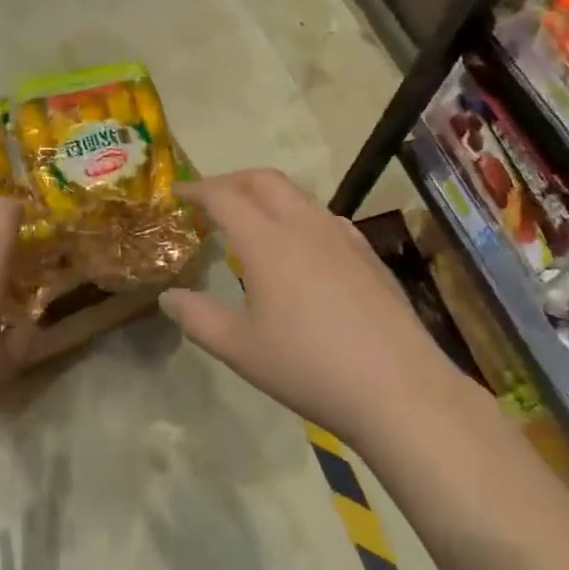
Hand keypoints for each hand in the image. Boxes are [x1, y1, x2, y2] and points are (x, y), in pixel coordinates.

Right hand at [159, 169, 434, 444]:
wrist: (399, 389)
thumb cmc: (309, 367)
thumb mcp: (240, 349)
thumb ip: (197, 318)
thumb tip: (168, 297)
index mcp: (266, 241)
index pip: (223, 197)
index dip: (197, 190)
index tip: (178, 193)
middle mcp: (303, 225)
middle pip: (263, 180)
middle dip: (231, 180)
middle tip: (210, 198)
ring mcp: (341, 236)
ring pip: (297, 195)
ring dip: (265, 194)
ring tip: (250, 218)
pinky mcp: (367, 254)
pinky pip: (323, 216)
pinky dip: (297, 214)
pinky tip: (299, 245)